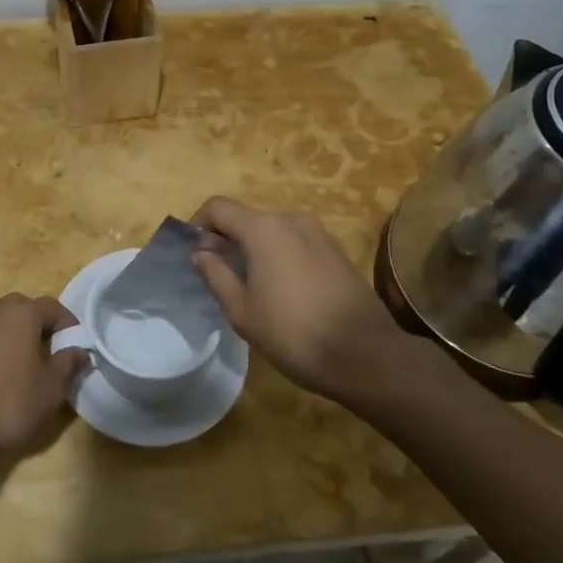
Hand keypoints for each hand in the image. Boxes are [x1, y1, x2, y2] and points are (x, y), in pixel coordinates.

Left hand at [0, 294, 89, 459]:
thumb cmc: (8, 403)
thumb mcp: (50, 390)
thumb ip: (68, 365)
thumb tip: (80, 351)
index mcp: (21, 314)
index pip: (52, 306)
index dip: (68, 324)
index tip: (76, 346)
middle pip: (22, 309)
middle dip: (38, 326)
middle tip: (48, 353)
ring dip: (11, 338)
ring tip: (20, 367)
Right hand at [191, 197, 407, 400]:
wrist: (366, 355)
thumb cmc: (294, 333)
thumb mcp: (242, 311)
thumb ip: (216, 275)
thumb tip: (200, 253)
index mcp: (263, 229)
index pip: (218, 207)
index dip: (199, 225)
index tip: (195, 254)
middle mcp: (290, 219)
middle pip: (246, 218)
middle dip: (227, 239)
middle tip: (220, 275)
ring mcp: (318, 232)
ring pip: (272, 230)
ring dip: (255, 248)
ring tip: (253, 286)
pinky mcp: (336, 249)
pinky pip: (296, 241)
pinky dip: (280, 255)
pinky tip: (285, 290)